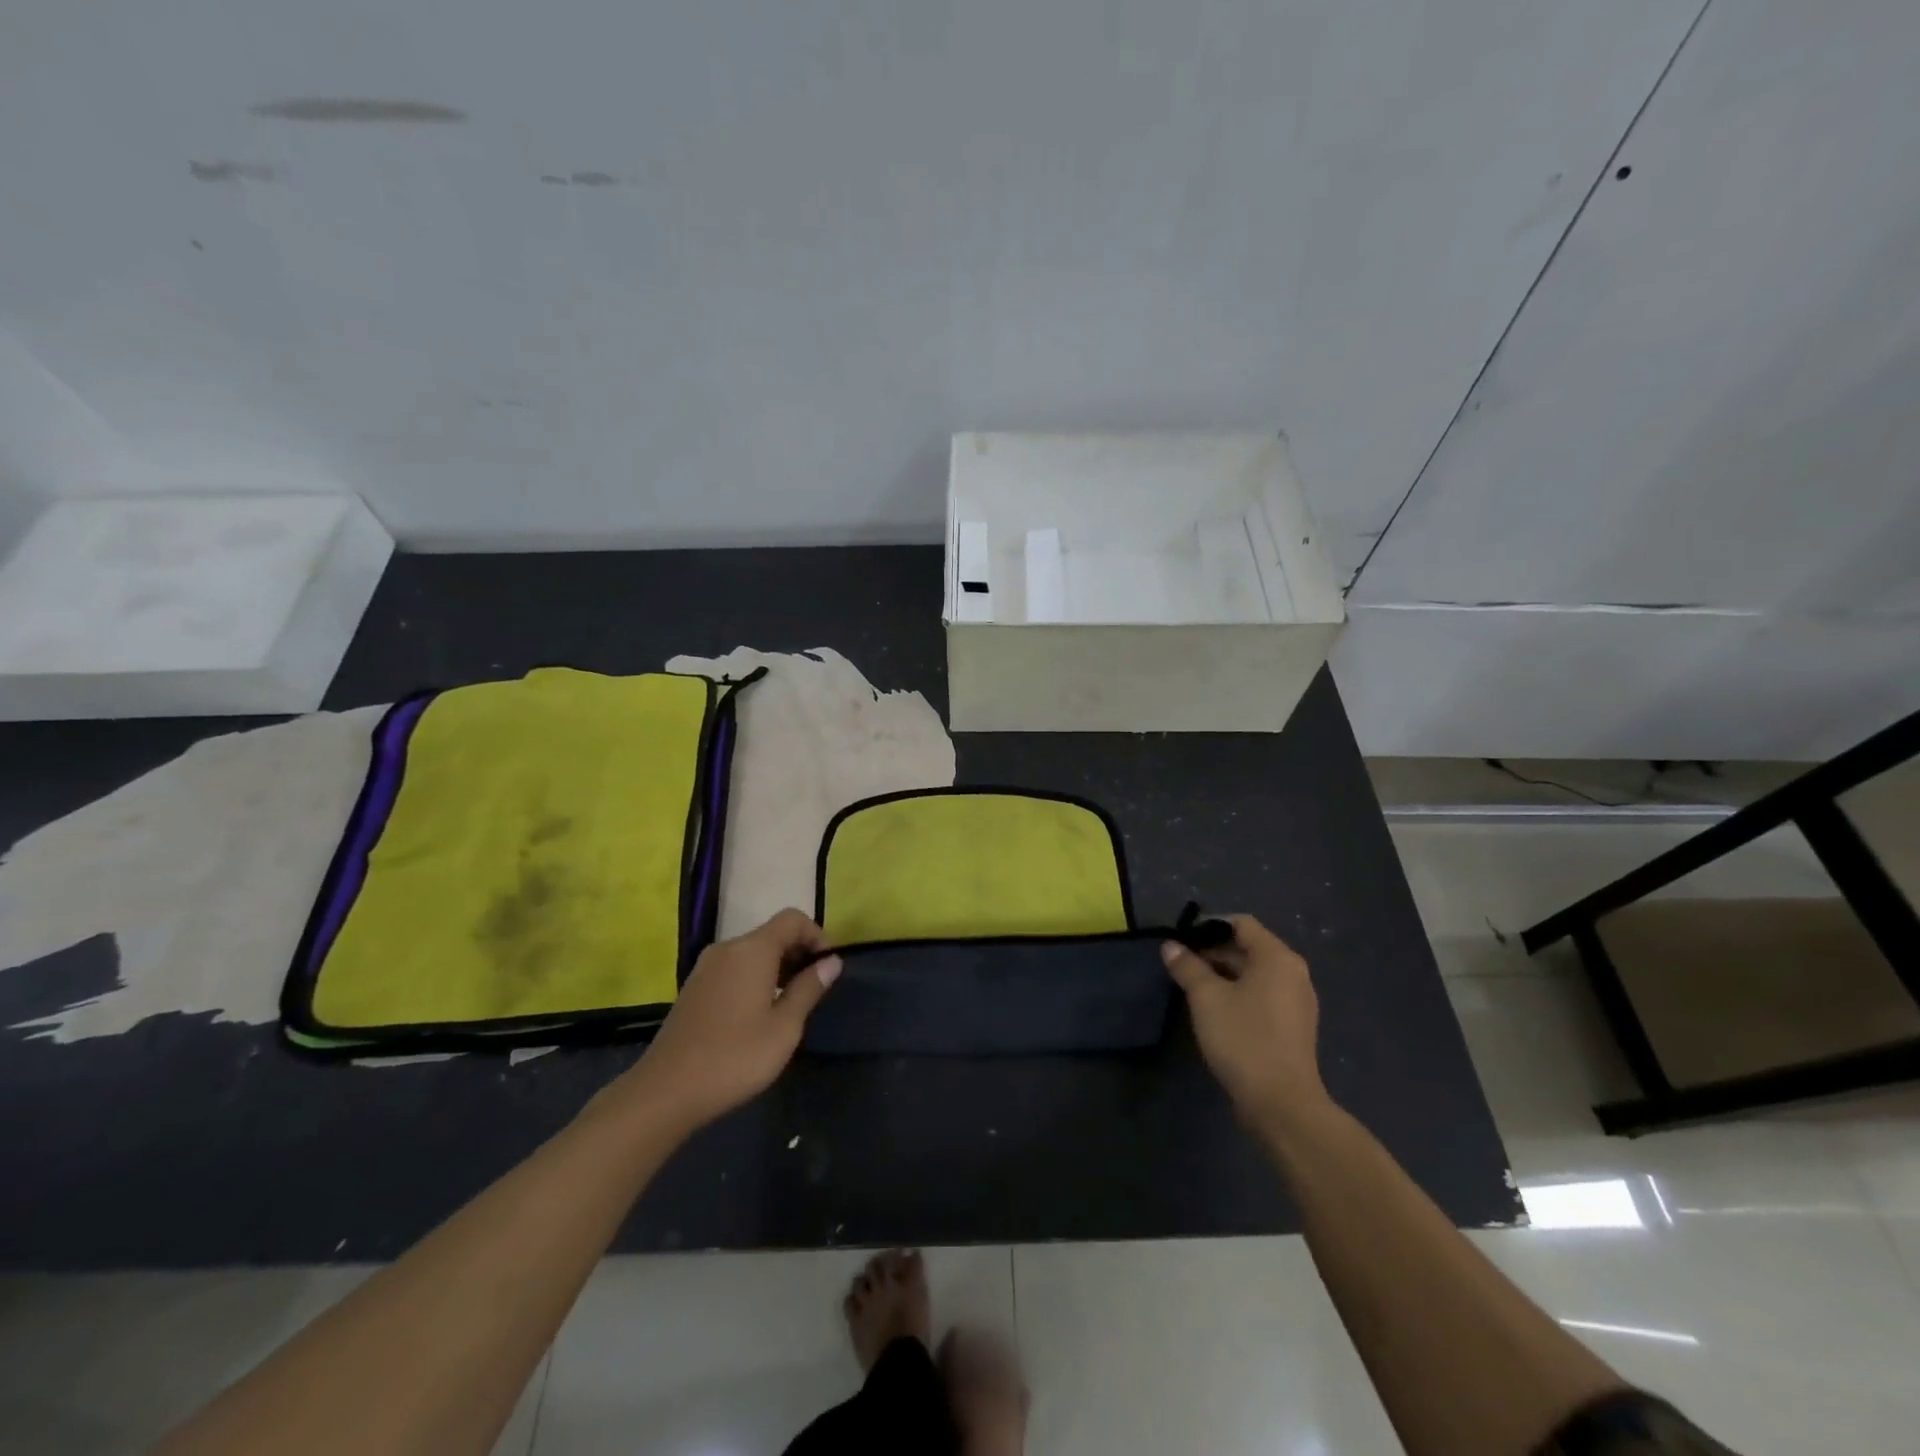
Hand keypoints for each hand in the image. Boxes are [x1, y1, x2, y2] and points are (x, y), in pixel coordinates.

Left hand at [608, 909, 840, 1133]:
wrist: (665, 1092)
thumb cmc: (735, 1057)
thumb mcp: (784, 1027)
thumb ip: (809, 988)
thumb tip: (831, 961)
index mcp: (752, 950)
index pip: (792, 919)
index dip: (817, 935)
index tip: (828, 966)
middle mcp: (727, 948)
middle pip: (772, 933)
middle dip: (798, 952)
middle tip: (815, 988)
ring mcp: (706, 967)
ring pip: (752, 952)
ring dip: (777, 967)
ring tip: (790, 1003)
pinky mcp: (694, 987)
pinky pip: (734, 967)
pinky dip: (755, 977)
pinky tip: (759, 1013)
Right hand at [1161, 915, 1328, 1131]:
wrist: (1281, 1103)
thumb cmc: (1243, 1039)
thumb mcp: (1206, 998)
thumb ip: (1187, 967)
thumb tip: (1170, 946)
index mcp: (1277, 958)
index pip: (1241, 924)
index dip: (1209, 926)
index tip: (1182, 939)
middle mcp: (1294, 973)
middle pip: (1249, 947)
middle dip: (1214, 952)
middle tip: (1182, 964)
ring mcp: (1298, 1001)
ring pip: (1256, 974)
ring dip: (1225, 974)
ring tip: (1193, 986)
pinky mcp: (1294, 1026)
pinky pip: (1264, 995)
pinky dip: (1240, 994)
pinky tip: (1216, 1010)